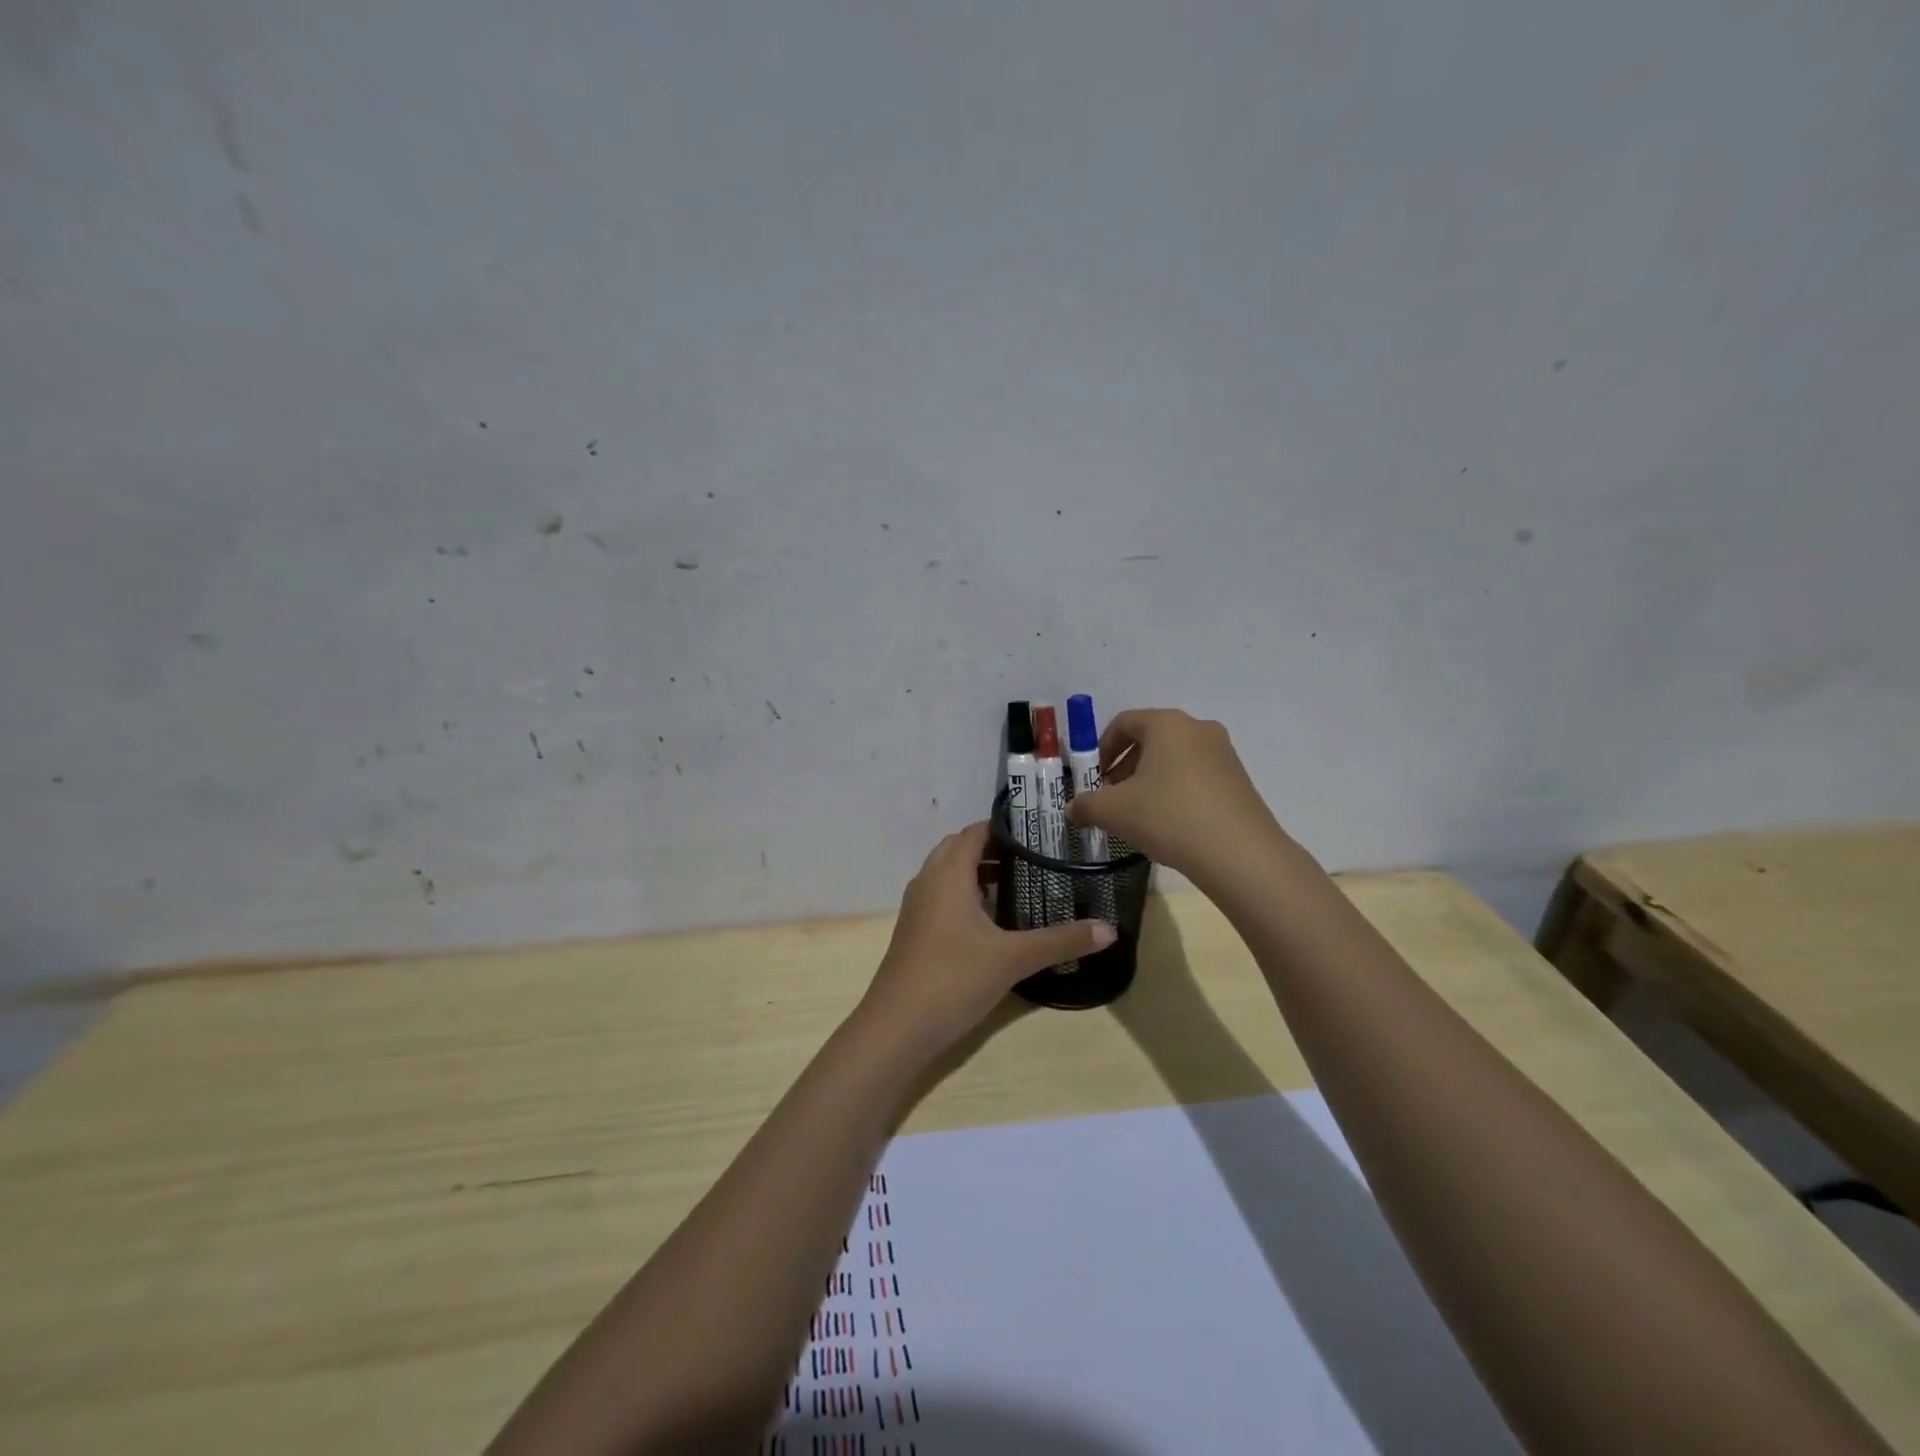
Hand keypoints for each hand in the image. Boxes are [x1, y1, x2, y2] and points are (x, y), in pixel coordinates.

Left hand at [862, 822, 1115, 1054]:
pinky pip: (940, 897)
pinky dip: (964, 895)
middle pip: (959, 848)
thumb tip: (1110, 929)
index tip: (1039, 832)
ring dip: (977, 873)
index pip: (974, 832)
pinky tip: (991, 922)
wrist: (896, 1027)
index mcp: (948, 874)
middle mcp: (928, 882)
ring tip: (1018, 885)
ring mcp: (917, 908)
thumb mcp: (1013, 959)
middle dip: (992, 848)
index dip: (1004, 827)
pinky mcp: (914, 931)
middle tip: (1033, 859)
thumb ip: (1061, 941)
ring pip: (947, 874)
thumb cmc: (953, 979)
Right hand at [1066, 708, 1286, 888]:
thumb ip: (1086, 805)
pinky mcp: (1240, 780)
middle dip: (1125, 766)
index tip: (1094, 777)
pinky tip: (1171, 824)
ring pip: (1175, 759)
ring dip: (1150, 780)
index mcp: (1167, 724)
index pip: (1124, 722)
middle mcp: (1198, 729)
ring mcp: (1224, 753)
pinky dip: (1177, 791)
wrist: (1240, 854)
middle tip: (1112, 797)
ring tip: (1140, 815)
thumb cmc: (1169, 817)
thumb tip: (1073, 809)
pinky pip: (1197, 776)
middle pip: (1151, 739)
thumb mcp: (1114, 812)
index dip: (1102, 748)